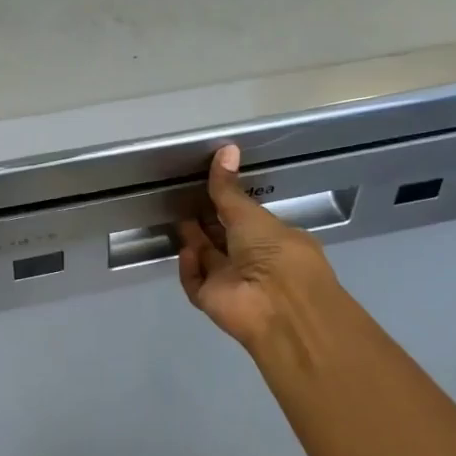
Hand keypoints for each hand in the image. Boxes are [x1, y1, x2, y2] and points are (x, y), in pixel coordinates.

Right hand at [177, 145, 357, 360]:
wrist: (277, 307)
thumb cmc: (275, 254)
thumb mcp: (250, 214)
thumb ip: (229, 188)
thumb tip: (226, 148)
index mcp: (274, 241)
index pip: (245, 221)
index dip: (227, 206)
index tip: (208, 187)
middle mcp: (253, 262)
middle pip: (223, 240)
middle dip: (206, 222)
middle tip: (185, 199)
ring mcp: (232, 283)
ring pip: (207, 259)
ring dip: (194, 241)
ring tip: (178, 217)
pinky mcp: (211, 300)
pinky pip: (194, 280)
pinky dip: (188, 266)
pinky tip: (186, 251)